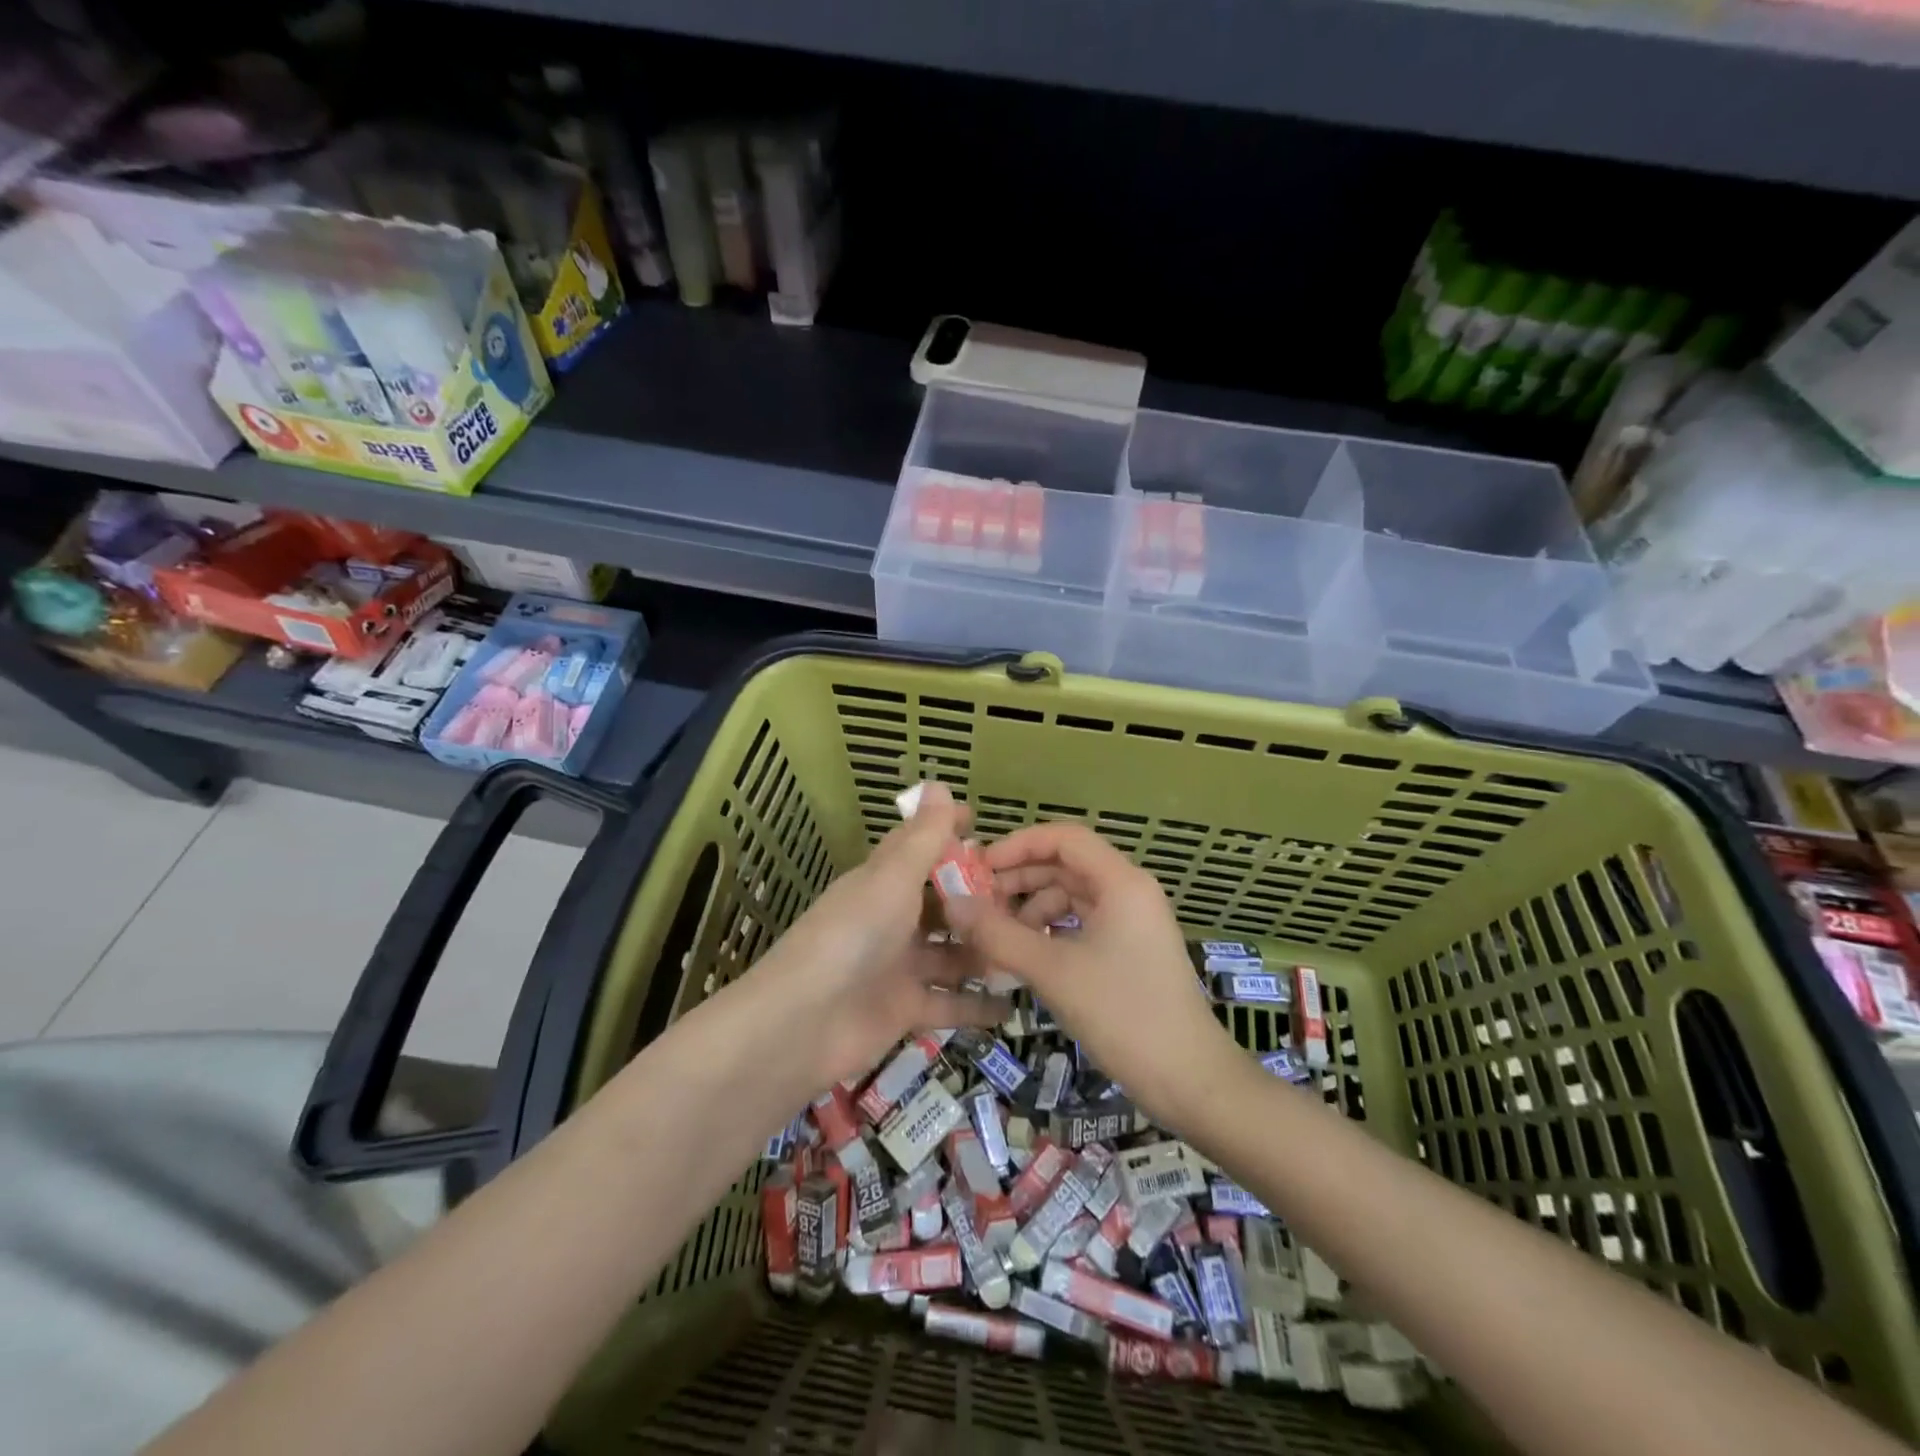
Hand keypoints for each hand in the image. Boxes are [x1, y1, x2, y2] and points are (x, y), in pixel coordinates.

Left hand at [750, 782, 1006, 1090]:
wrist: (803, 1024)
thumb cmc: (852, 937)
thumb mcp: (891, 880)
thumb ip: (921, 838)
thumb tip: (938, 783)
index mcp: (883, 883)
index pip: (919, 849)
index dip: (949, 835)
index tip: (984, 825)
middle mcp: (892, 920)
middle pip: (943, 905)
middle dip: (981, 902)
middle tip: (1032, 898)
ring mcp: (899, 966)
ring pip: (952, 954)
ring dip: (986, 951)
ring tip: (1034, 947)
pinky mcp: (905, 1010)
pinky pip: (950, 1003)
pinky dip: (979, 1005)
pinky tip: (1016, 1004)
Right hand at [945, 823, 1237, 1128]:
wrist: (1191, 1080)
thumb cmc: (1123, 1014)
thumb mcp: (1054, 971)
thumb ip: (999, 933)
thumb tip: (952, 903)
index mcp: (1121, 882)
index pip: (1064, 838)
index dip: (1018, 844)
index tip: (979, 867)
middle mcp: (1129, 892)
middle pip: (1066, 865)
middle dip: (1020, 878)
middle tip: (977, 902)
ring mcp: (1133, 923)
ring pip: (1072, 896)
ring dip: (1032, 908)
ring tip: (996, 936)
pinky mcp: (1130, 951)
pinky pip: (1082, 924)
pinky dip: (1051, 932)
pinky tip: (1025, 956)